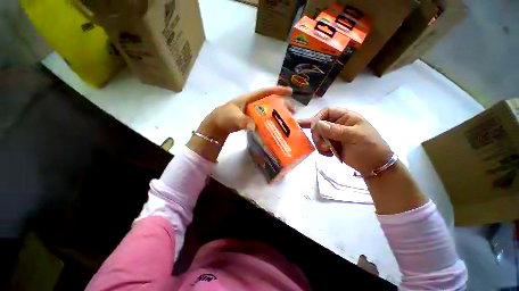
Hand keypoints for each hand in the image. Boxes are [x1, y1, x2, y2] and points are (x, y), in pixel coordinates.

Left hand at [189, 86, 291, 161]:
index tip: (290, 92)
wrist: (216, 126)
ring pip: (267, 110)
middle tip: (292, 112)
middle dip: (282, 104)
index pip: (265, 92)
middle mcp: (252, 103)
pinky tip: (275, 126)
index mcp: (249, 98)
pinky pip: (263, 118)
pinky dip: (270, 121)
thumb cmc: (223, 117)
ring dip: (277, 114)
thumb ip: (243, 121)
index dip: (278, 90)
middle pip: (269, 101)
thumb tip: (254, 127)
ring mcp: (251, 112)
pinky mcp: (251, 119)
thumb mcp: (233, 118)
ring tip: (287, 120)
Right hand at [299, 107, 392, 175]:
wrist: (374, 165)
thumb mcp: (355, 136)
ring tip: (327, 151)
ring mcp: (333, 135)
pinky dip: (320, 149)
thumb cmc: (369, 147)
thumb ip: (335, 130)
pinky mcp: (331, 144)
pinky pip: (319, 144)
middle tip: (321, 144)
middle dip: (317, 134)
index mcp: (345, 116)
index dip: (318, 118)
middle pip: (318, 124)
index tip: (314, 128)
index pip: (326, 112)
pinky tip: (328, 154)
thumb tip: (317, 124)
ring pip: (317, 135)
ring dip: (318, 143)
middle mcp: (337, 124)